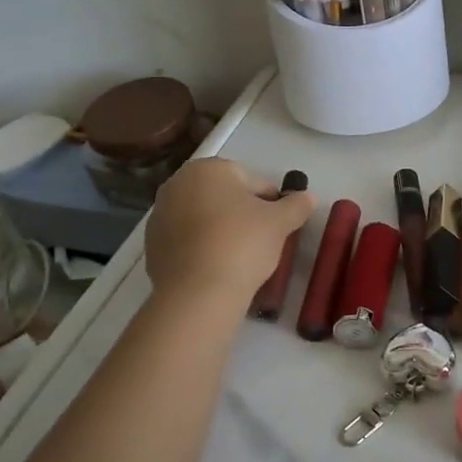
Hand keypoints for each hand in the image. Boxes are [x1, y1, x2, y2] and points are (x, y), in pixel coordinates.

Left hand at [143, 160, 315, 304]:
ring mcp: (160, 214)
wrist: (197, 293)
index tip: (280, 225)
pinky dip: (202, 247)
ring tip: (240, 257)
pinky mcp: (152, 244)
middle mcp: (178, 183)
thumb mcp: (280, 223)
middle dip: (243, 213)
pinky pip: (187, 239)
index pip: (252, 180)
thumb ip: (297, 205)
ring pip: (204, 217)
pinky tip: (217, 266)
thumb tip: (310, 197)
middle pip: (224, 196)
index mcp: (209, 168)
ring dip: (221, 229)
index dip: (271, 202)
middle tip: (262, 240)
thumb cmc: (242, 244)